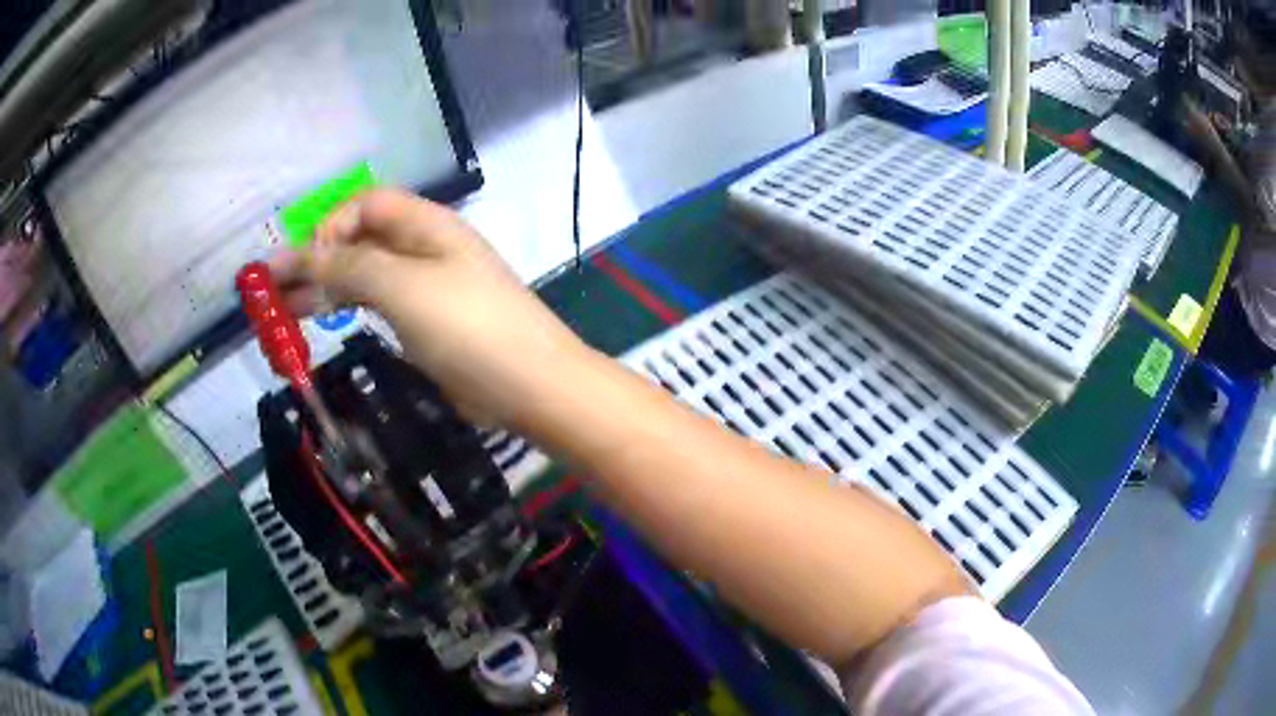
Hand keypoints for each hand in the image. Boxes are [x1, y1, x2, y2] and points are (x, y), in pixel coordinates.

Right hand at [270, 188, 589, 426]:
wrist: (531, 385)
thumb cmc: (468, 327)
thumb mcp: (403, 287)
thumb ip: (349, 265)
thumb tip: (301, 255)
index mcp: (426, 225)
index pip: (366, 204)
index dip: (331, 225)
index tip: (307, 264)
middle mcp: (424, 248)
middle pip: (360, 239)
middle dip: (316, 258)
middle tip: (272, 291)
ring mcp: (426, 287)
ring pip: (364, 274)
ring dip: (324, 286)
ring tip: (281, 312)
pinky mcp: (426, 323)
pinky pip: (377, 304)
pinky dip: (347, 308)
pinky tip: (323, 320)